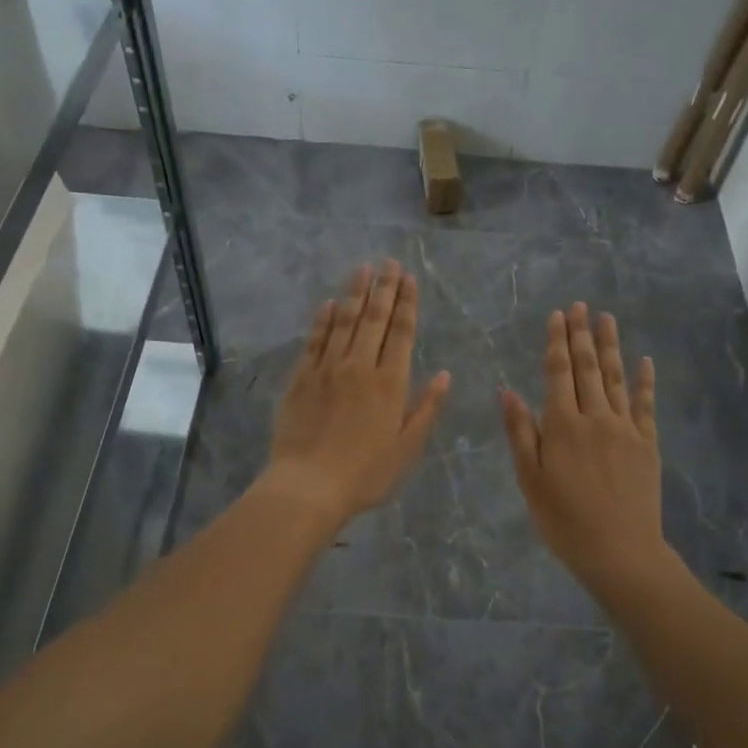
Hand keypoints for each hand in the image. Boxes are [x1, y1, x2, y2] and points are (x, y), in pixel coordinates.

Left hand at [262, 260, 449, 527]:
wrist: (309, 485)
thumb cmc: (366, 473)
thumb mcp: (407, 447)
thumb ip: (426, 408)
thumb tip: (445, 374)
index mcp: (390, 383)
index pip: (401, 332)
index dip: (407, 303)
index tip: (409, 277)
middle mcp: (360, 367)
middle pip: (374, 319)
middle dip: (384, 288)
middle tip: (389, 262)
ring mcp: (327, 369)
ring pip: (343, 322)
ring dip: (354, 294)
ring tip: (363, 269)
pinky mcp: (301, 378)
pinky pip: (314, 341)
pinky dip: (322, 320)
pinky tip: (328, 304)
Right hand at [501, 303, 666, 585]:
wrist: (618, 549)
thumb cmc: (563, 519)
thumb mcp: (530, 479)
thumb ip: (520, 433)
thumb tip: (508, 391)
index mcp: (562, 426)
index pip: (558, 373)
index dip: (556, 342)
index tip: (557, 315)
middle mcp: (594, 418)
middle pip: (587, 368)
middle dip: (581, 335)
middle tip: (580, 305)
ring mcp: (625, 429)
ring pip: (615, 378)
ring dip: (610, 347)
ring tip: (606, 318)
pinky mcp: (646, 443)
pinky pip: (645, 405)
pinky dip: (644, 381)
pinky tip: (644, 361)